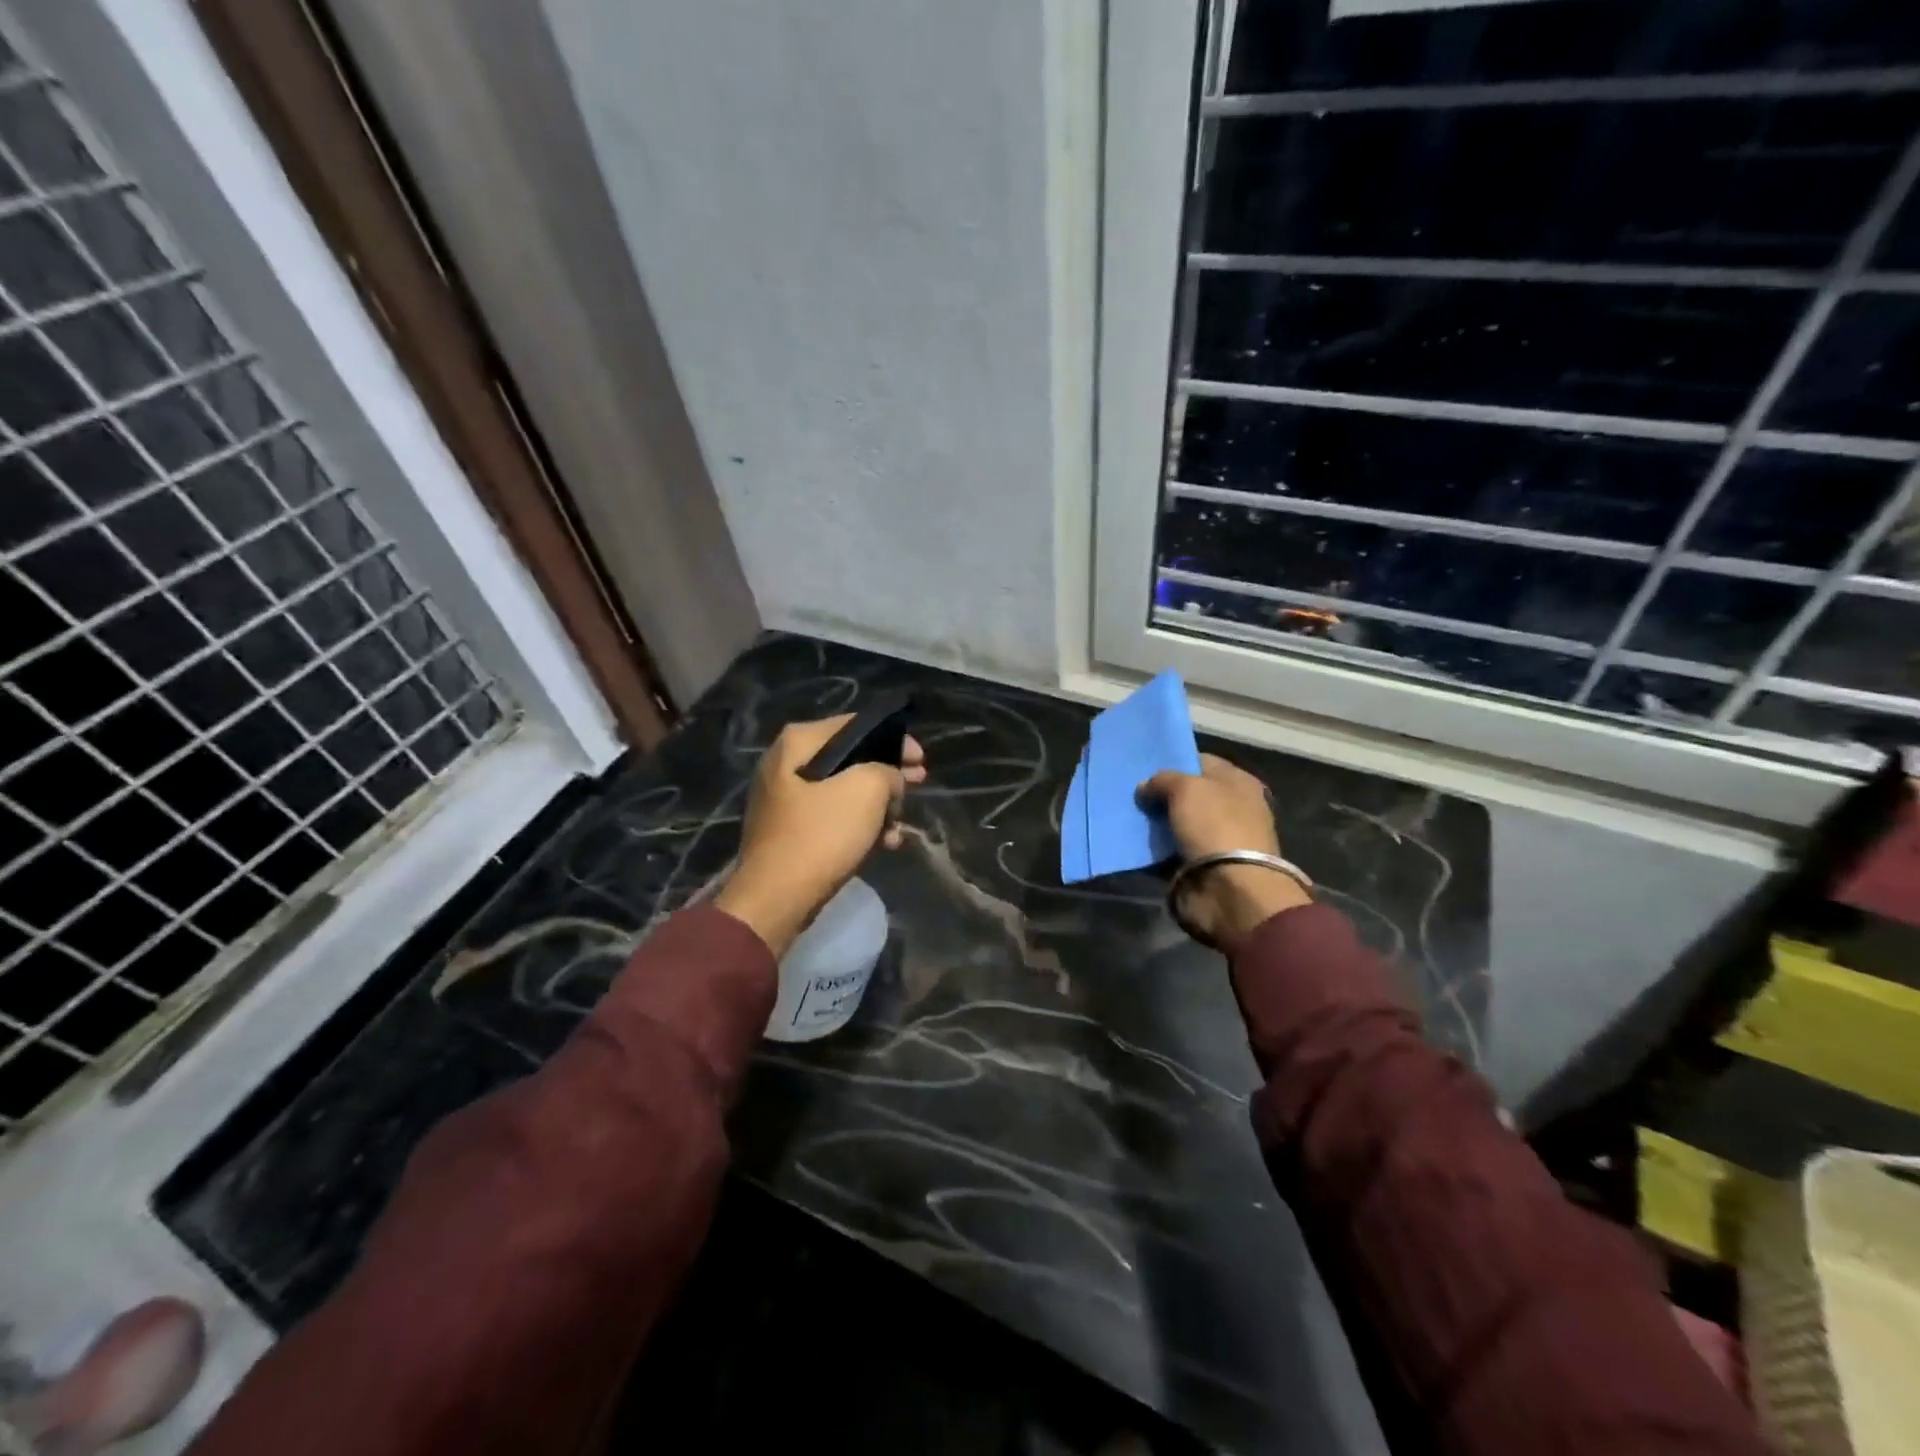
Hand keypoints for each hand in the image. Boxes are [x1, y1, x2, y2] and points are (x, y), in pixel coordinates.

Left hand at [714, 715, 927, 956]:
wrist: (777, 898)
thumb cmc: (822, 834)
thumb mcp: (867, 790)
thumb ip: (887, 771)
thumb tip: (889, 779)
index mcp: (798, 742)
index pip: (855, 725)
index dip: (894, 738)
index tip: (920, 758)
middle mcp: (786, 763)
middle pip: (850, 759)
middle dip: (888, 774)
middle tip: (918, 783)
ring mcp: (786, 799)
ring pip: (845, 791)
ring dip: (879, 805)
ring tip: (902, 824)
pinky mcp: (791, 831)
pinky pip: (833, 818)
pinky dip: (860, 826)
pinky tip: (887, 843)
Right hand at [1137, 753, 1309, 949]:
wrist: (1230, 890)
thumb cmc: (1215, 827)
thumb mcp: (1186, 788)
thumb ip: (1162, 780)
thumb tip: (1145, 787)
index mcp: (1238, 783)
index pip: (1202, 762)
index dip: (1174, 761)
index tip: (1144, 766)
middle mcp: (1231, 808)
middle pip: (1188, 795)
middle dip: (1160, 794)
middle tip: (1130, 792)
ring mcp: (1216, 840)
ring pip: (1177, 823)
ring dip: (1154, 823)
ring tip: (1124, 816)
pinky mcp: (1201, 866)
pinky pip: (1170, 851)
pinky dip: (1153, 850)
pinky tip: (1131, 843)